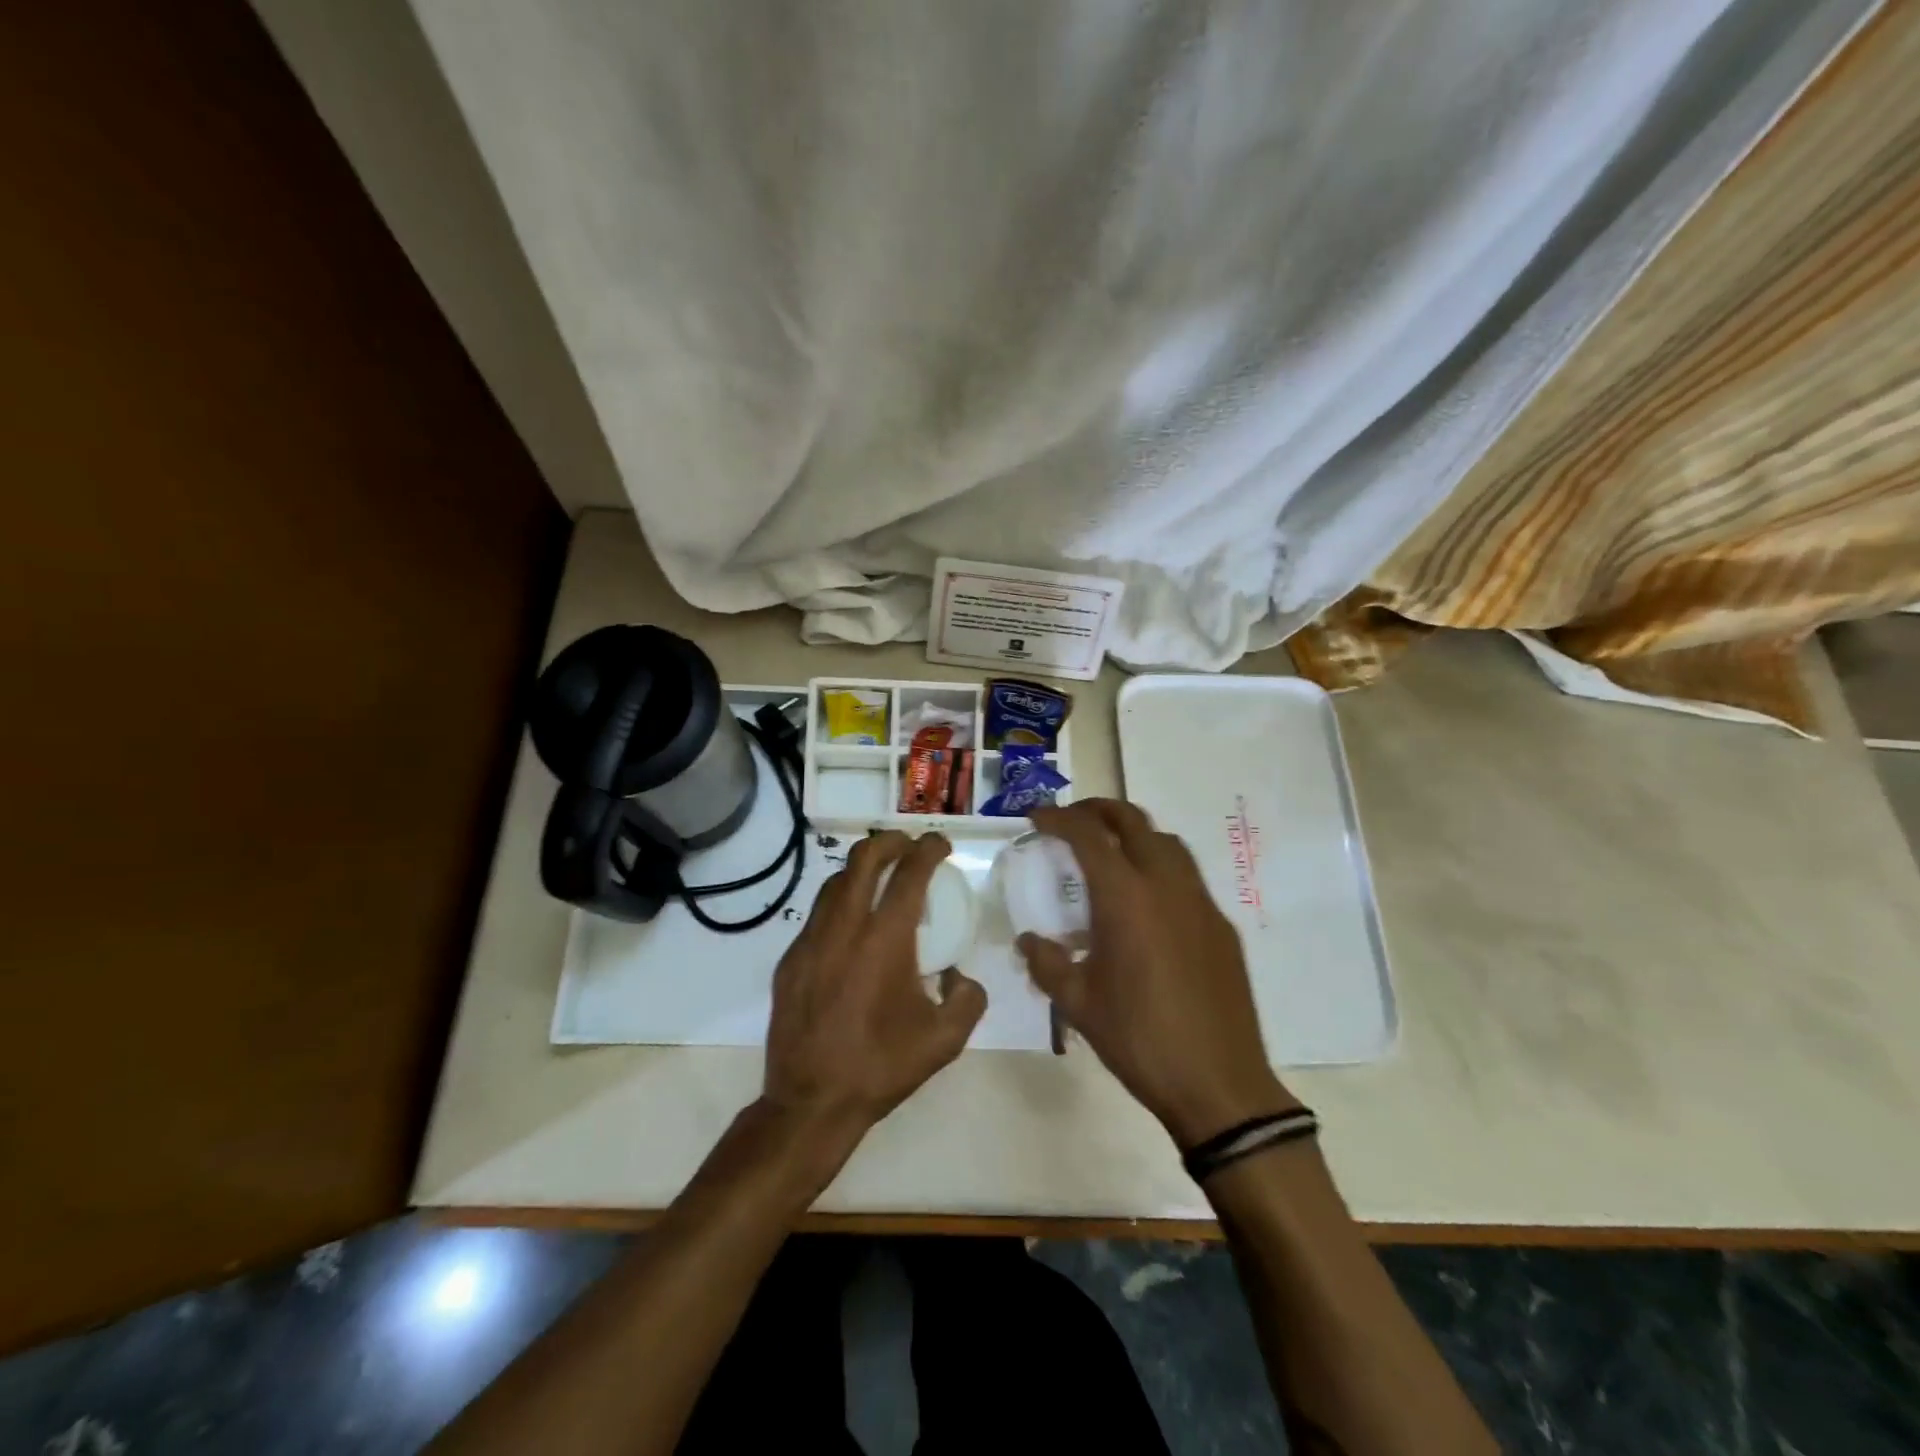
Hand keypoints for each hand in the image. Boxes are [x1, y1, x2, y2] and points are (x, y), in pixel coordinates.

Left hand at [761, 830, 987, 1154]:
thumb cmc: (881, 1066)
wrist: (811, 1101)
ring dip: (860, 869)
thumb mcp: (945, 1040)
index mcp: (885, 939)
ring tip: (879, 878)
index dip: (929, 849)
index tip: (940, 844)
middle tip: (908, 845)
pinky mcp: (790, 959)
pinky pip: (816, 914)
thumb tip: (959, 976)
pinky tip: (850, 926)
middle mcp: (845, 927)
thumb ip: (968, 998)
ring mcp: (810, 940)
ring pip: (834, 882)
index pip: (909, 873)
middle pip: (863, 859)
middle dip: (890, 841)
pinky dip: (839, 903)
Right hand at [1018, 799, 1296, 1147]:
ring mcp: (1200, 902)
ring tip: (1109, 855)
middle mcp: (1166, 885)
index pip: (1088, 835)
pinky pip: (1187, 877)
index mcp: (1126, 898)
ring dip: (1133, 834)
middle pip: (1132, 820)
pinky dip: (1159, 868)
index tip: (1037, 818)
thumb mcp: (1078, 1003)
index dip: (1058, 819)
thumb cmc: (1139, 1039)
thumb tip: (1029, 941)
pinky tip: (1147, 906)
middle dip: (1097, 810)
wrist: (1219, 1084)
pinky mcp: (1221, 926)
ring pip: (1166, 842)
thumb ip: (1046, 963)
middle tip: (1071, 820)